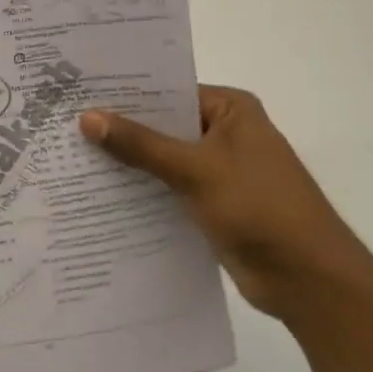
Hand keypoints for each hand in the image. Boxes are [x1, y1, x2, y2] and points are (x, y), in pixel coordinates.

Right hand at [79, 86, 372, 315]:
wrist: (308, 280)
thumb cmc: (259, 208)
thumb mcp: (195, 170)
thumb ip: (140, 144)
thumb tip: (87, 117)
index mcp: (231, 110)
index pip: (168, 91)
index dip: (125, 94)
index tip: (77, 95)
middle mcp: (225, 133)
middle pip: (163, 125)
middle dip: (120, 130)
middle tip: (63, 125)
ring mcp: (218, 171)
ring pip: (162, 160)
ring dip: (127, 164)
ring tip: (70, 157)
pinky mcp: (211, 204)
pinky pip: (167, 189)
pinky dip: (141, 191)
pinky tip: (99, 194)